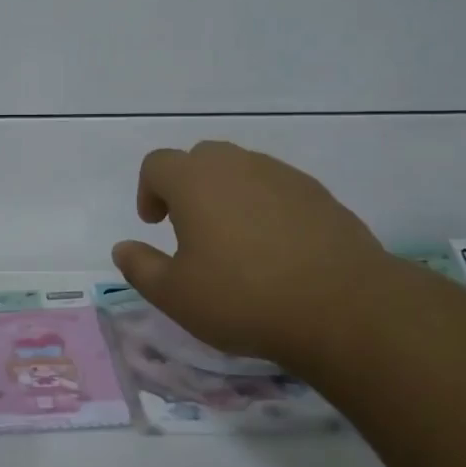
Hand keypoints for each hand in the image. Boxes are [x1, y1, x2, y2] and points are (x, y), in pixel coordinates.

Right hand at [111, 141, 403, 372]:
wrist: (343, 307)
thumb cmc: (244, 298)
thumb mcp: (176, 295)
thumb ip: (140, 268)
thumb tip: (122, 248)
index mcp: (195, 181)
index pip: (157, 164)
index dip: (148, 190)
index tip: (155, 224)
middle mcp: (237, 165)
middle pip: (201, 159)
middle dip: (188, 187)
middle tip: (191, 229)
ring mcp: (282, 176)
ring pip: (242, 170)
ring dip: (228, 195)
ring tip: (235, 241)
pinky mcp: (319, 194)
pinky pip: (277, 188)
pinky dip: (265, 206)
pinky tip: (276, 248)